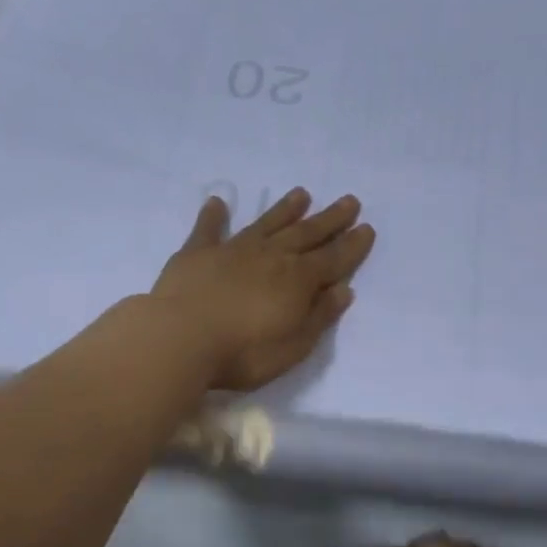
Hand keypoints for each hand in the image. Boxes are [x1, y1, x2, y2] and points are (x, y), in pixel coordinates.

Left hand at [150, 188, 374, 391]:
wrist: (179, 340)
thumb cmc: (243, 353)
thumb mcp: (294, 346)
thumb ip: (319, 316)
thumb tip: (343, 289)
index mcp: (298, 280)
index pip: (333, 259)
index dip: (352, 245)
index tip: (367, 228)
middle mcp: (271, 257)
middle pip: (307, 234)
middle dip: (330, 219)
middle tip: (349, 201)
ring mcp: (233, 251)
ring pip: (267, 224)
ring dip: (286, 209)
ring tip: (302, 193)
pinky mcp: (197, 253)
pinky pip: (208, 229)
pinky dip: (214, 216)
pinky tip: (217, 202)